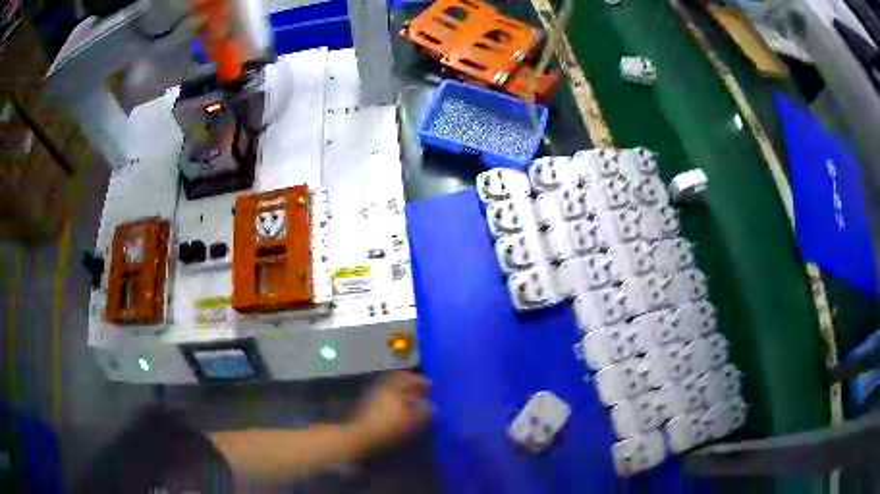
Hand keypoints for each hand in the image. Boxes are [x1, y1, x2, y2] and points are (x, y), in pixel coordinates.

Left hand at [348, 371, 431, 450]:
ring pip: (392, 392)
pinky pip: (387, 400)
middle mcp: (382, 388)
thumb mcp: (411, 420)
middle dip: (412, 387)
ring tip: (416, 404)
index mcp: (392, 387)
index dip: (420, 380)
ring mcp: (373, 397)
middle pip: (399, 383)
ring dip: (404, 395)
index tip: (431, 385)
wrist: (361, 436)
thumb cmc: (388, 426)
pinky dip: (396, 403)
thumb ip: (424, 411)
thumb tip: (435, 407)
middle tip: (424, 394)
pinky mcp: (369, 408)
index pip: (407, 376)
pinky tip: (403, 413)